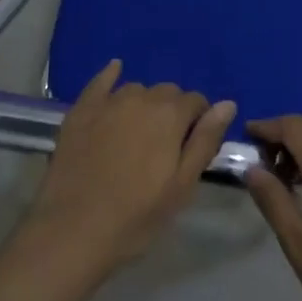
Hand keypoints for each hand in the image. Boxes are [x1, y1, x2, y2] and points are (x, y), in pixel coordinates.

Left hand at [25, 61, 235, 277]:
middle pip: (167, 92)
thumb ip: (205, 140)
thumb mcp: (182, 185)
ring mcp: (107, 102)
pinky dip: (111, 76)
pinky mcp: (80, 111)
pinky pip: (100, 82)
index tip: (193, 146)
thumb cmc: (137, 215)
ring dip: (145, 103)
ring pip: (137, 90)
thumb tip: (228, 104)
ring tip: (139, 133)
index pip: (196, 101)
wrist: (73, 230)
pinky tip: (115, 70)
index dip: (199, 121)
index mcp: (170, 115)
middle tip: (166, 146)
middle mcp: (141, 98)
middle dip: (173, 111)